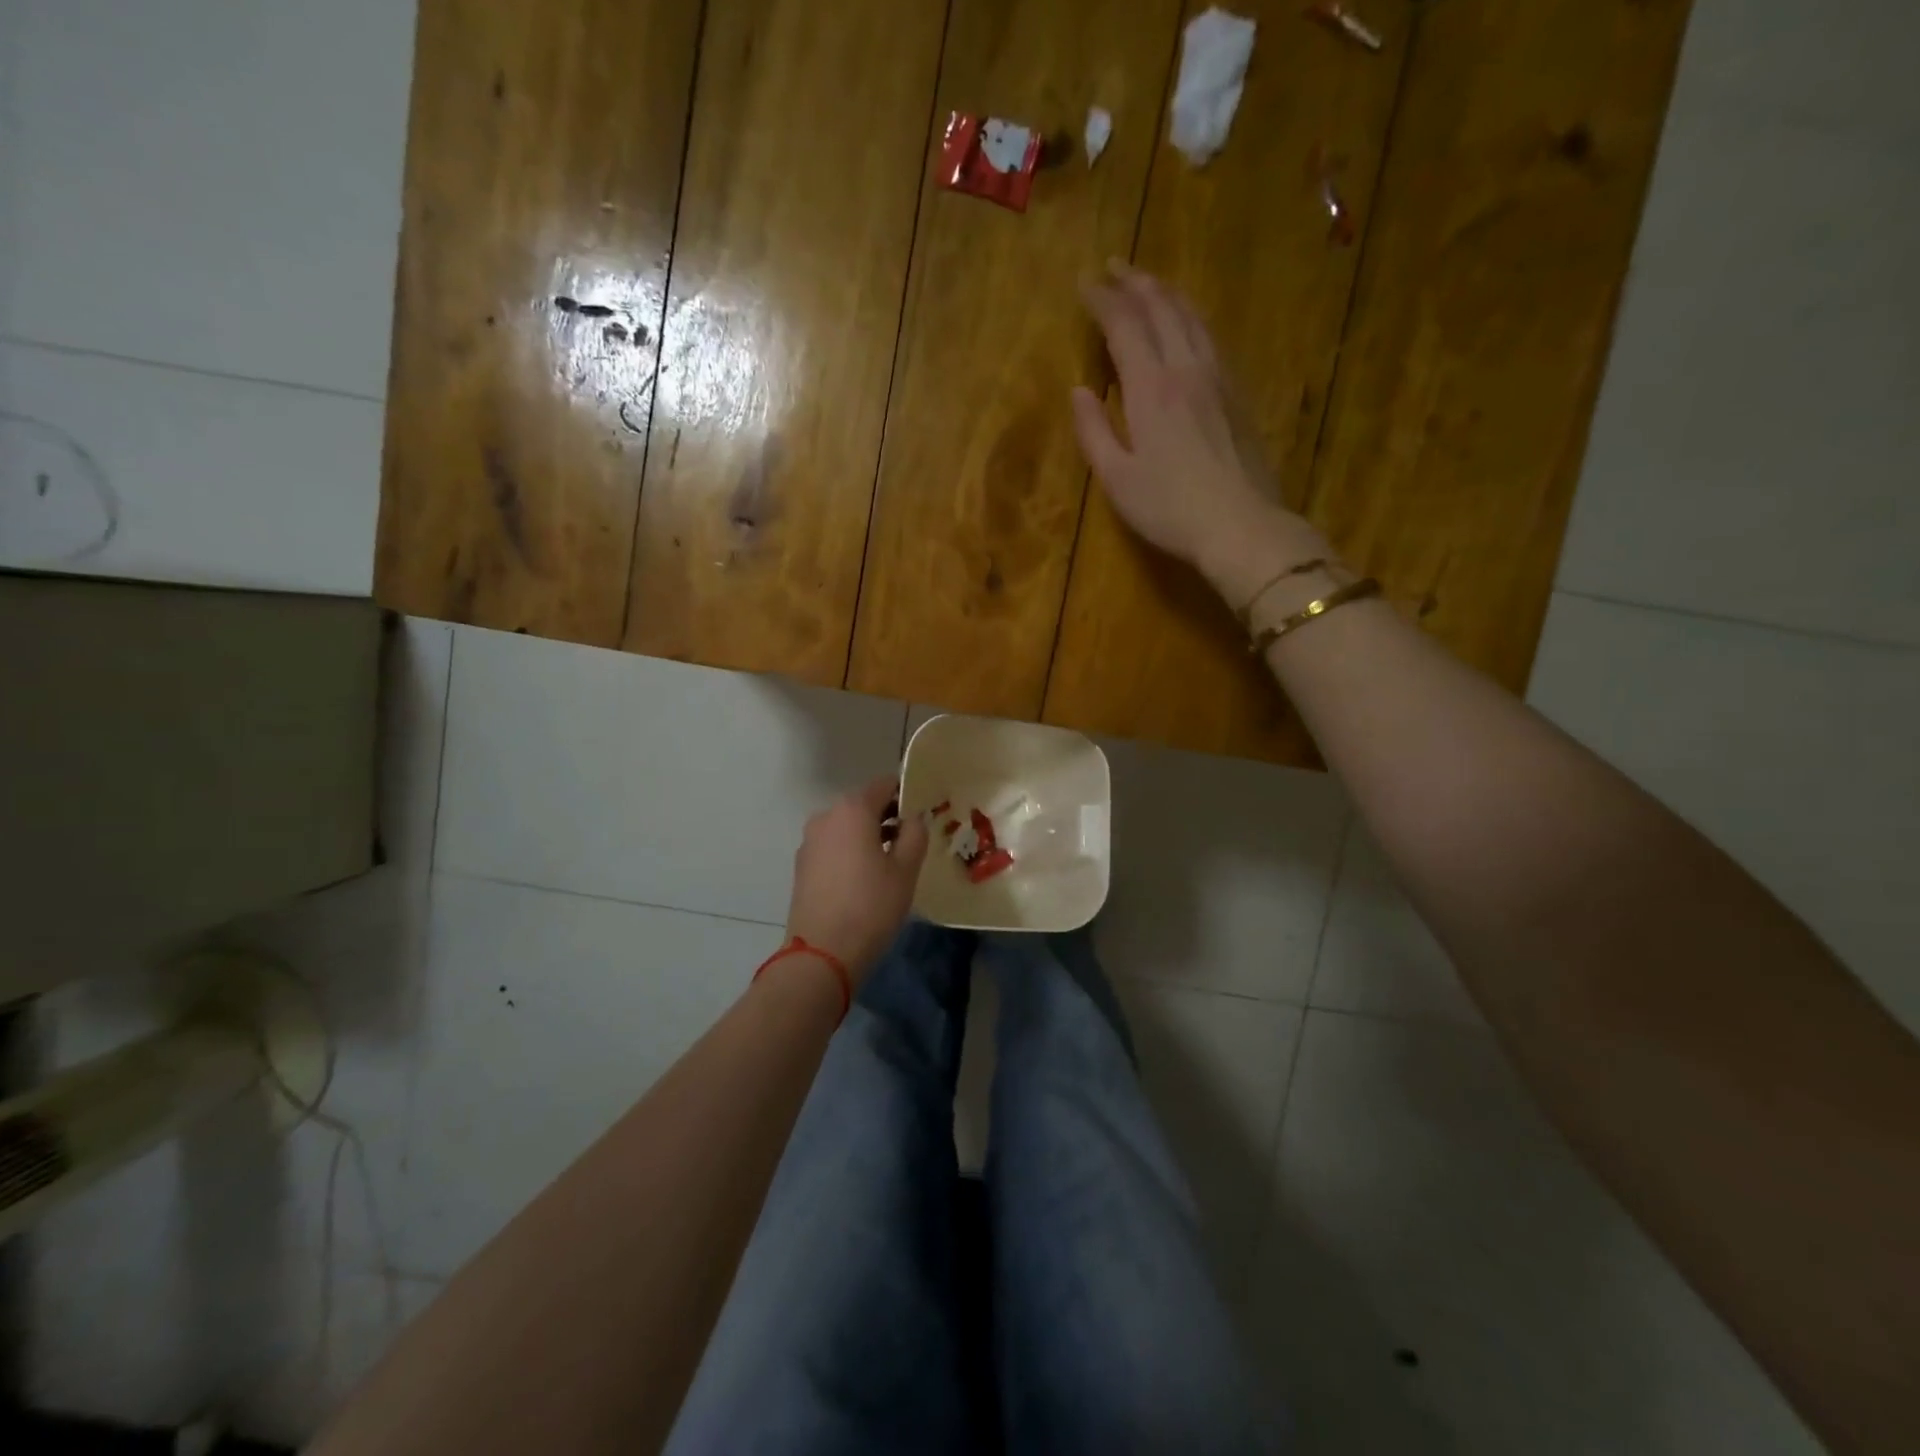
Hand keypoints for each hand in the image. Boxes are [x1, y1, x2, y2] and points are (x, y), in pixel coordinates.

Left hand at [784, 777, 928, 983]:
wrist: (822, 953)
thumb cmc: (871, 905)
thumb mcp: (906, 869)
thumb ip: (915, 833)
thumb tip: (913, 818)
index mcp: (852, 809)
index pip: (885, 785)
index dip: (906, 794)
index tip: (924, 812)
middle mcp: (826, 817)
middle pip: (863, 805)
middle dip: (888, 817)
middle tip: (912, 840)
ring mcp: (810, 841)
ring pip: (847, 828)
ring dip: (869, 836)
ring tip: (892, 863)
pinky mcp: (802, 866)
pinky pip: (834, 847)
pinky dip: (851, 852)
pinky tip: (866, 879)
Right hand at [1074, 261, 1327, 603]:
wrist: (1241, 525)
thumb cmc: (1169, 509)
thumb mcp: (1117, 479)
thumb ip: (1094, 432)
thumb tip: (1079, 391)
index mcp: (1150, 388)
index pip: (1124, 325)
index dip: (1102, 300)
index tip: (1084, 283)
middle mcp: (1186, 368)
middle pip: (1162, 308)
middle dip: (1135, 282)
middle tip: (1114, 267)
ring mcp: (1218, 377)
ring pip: (1192, 316)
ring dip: (1167, 292)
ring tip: (1149, 283)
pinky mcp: (1238, 393)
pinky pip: (1211, 337)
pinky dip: (1191, 317)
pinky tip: (1187, 323)